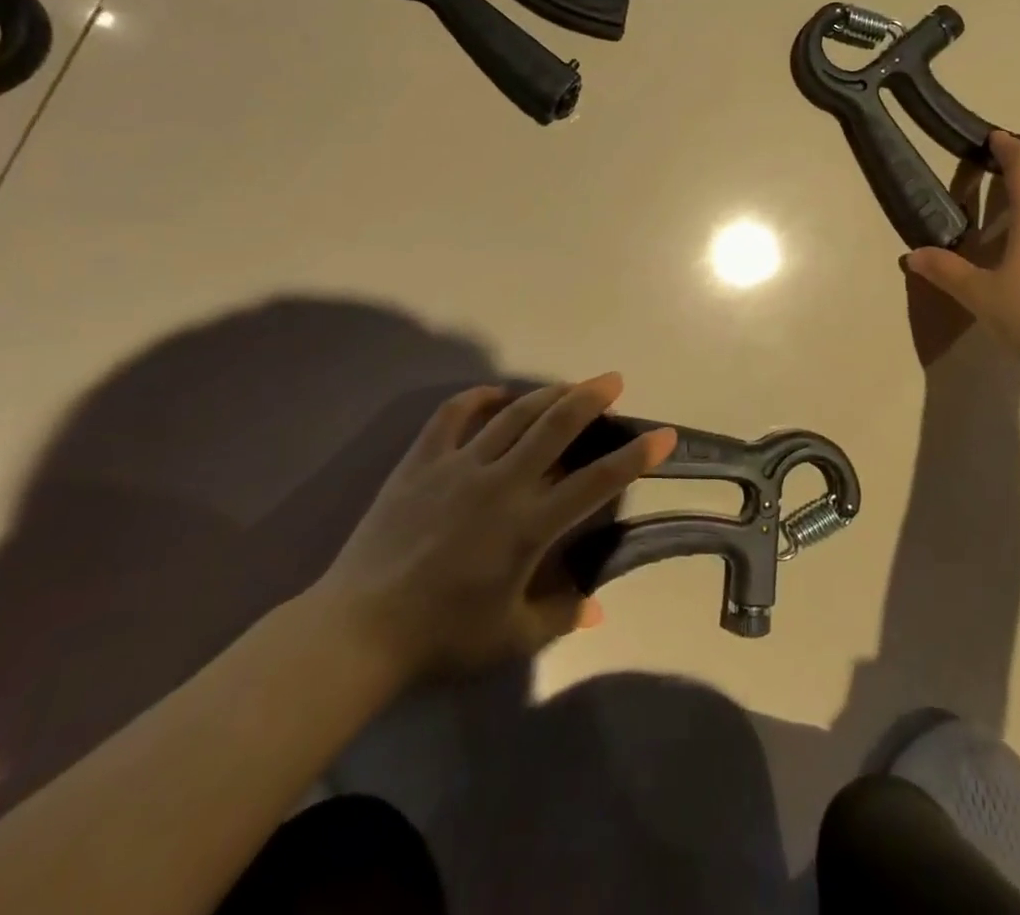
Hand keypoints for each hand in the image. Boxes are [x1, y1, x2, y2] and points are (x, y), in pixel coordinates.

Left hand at [313, 374, 675, 683]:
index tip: (663, 434)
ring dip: (546, 394)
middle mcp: (500, 483)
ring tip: (568, 385)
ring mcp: (458, 466)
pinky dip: (477, 398)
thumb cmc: (440, 639)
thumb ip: (560, 614)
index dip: (635, 456)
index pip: (596, 482)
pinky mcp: (421, 462)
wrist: (356, 631)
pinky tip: (494, 395)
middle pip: (555, 426)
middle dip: (590, 398)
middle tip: (613, 380)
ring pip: (513, 414)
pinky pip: (453, 415)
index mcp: (528, 526)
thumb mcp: (511, 638)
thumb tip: (599, 606)